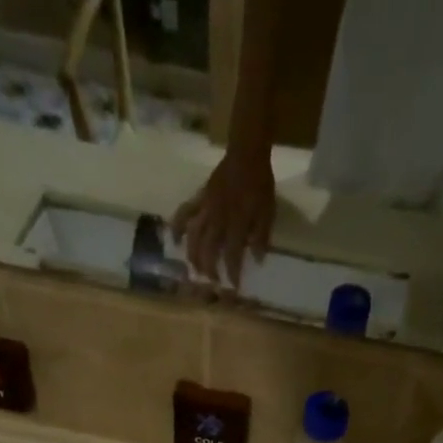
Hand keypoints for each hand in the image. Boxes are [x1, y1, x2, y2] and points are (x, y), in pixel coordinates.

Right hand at [172, 144, 275, 286]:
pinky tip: (174, 240)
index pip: (232, 256)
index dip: (232, 273)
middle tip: (212, 281)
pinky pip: (184, 214)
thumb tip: (257, 260)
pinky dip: (177, 227)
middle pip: (208, 250)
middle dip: (209, 269)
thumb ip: (261, 237)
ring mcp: (206, 209)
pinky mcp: (199, 199)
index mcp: (236, 225)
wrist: (246, 155)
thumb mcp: (268, 212)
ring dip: (193, 255)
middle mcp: (218, 220)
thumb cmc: (260, 185)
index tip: (233, 287)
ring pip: (194, 237)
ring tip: (194, 269)